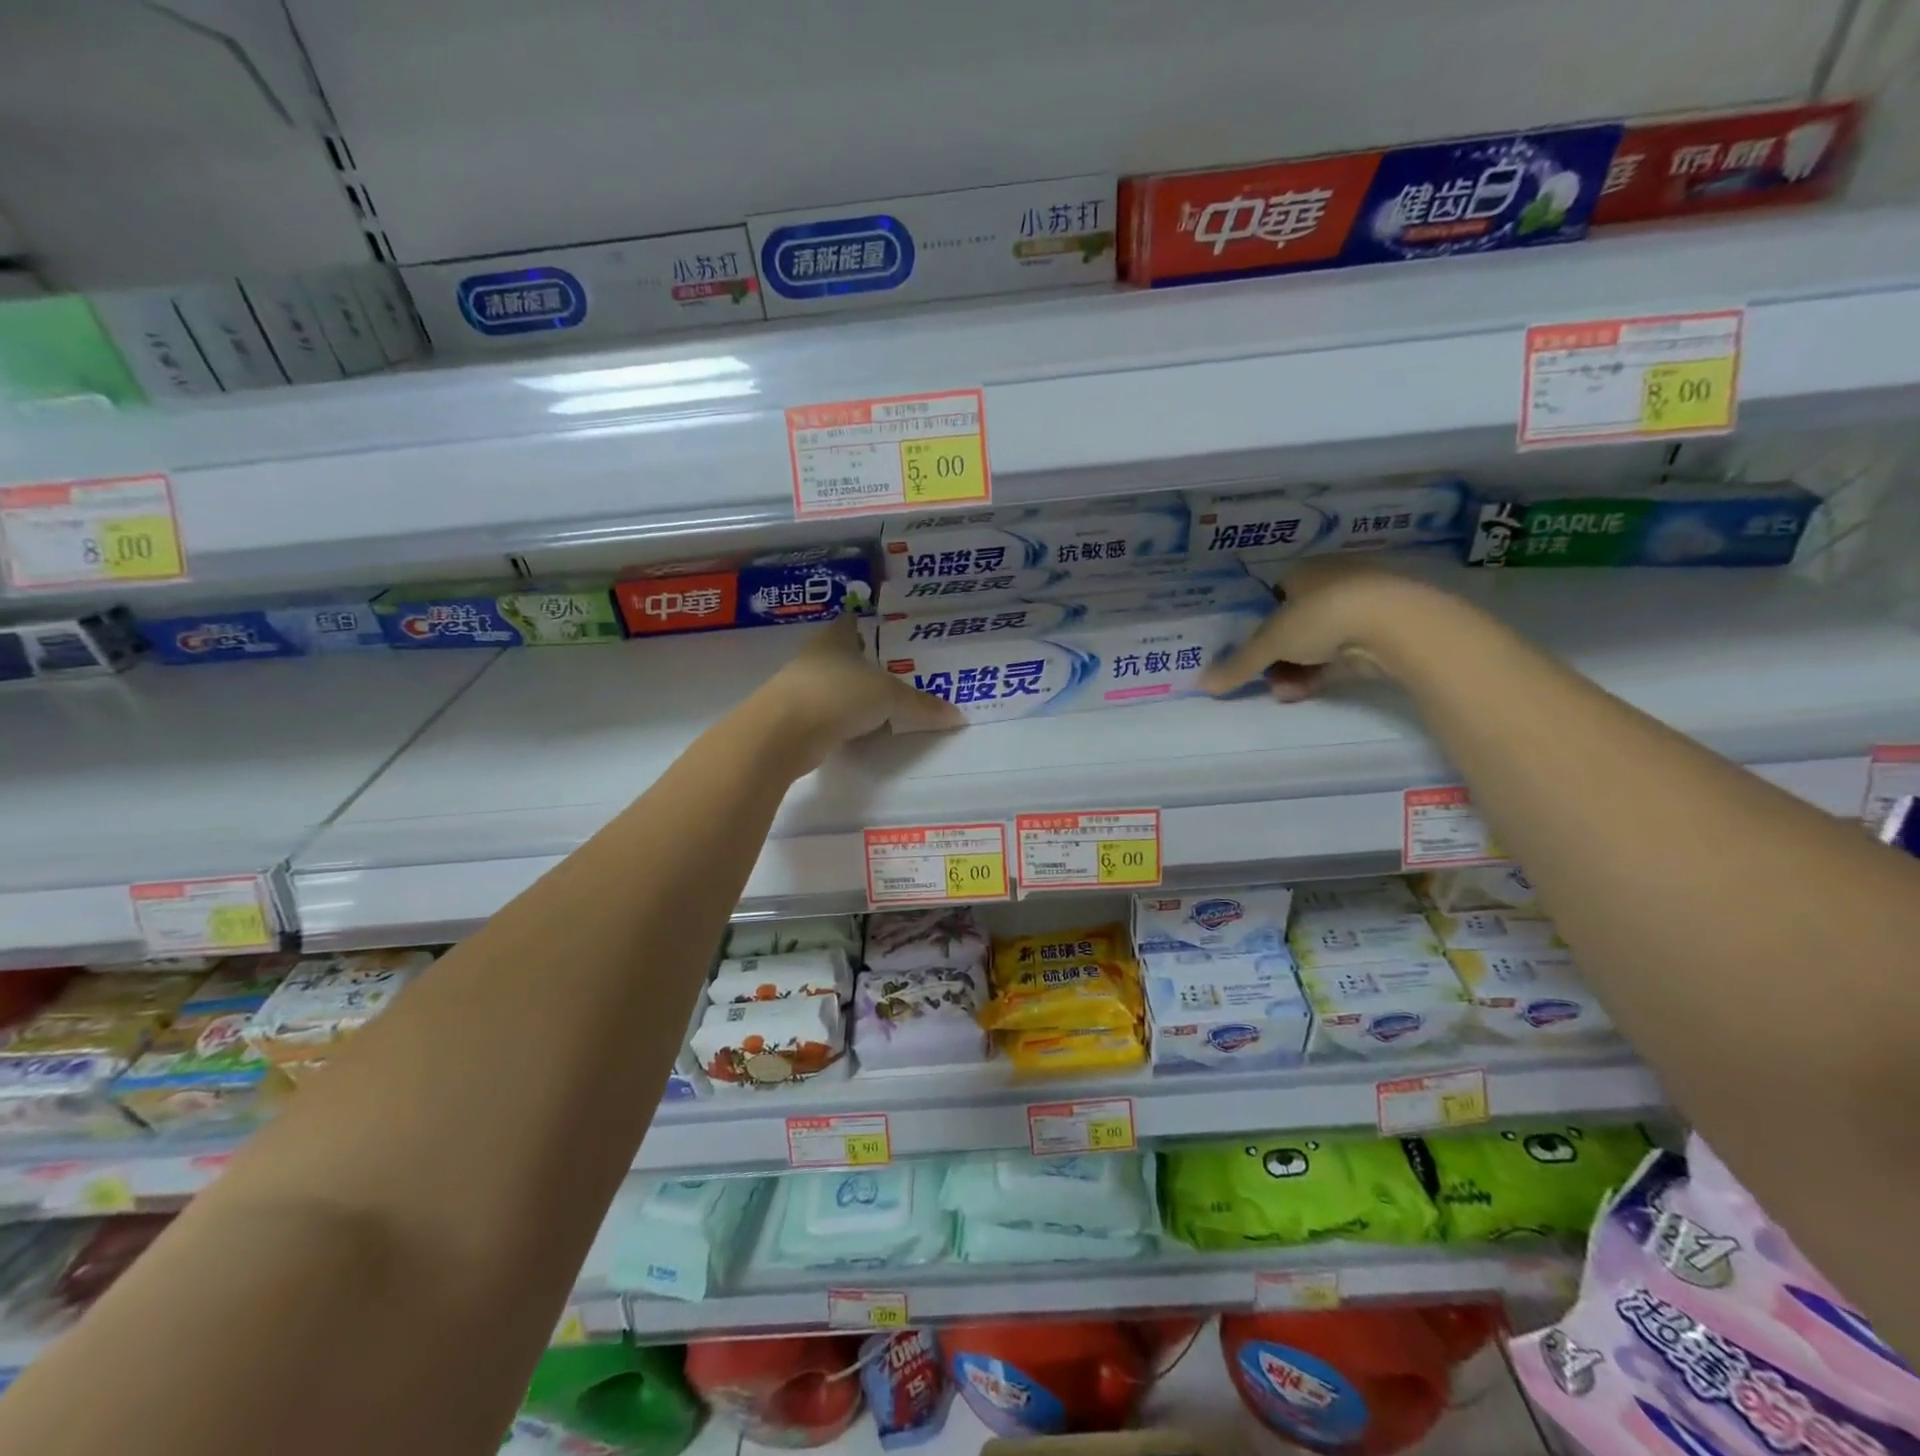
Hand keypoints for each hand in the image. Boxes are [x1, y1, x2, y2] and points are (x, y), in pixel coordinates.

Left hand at [759, 615, 963, 768]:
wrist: (784, 733)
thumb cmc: (838, 694)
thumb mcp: (889, 697)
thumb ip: (922, 705)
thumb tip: (958, 716)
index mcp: (836, 638)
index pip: (853, 621)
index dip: (870, 623)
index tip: (891, 630)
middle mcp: (816, 658)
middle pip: (845, 655)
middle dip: (868, 662)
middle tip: (900, 671)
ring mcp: (803, 688)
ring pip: (836, 685)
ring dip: (855, 693)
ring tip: (886, 702)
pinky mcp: (798, 718)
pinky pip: (830, 714)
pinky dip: (845, 720)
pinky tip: (862, 729)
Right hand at [1199, 558, 1439, 701]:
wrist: (1395, 625)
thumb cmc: (1323, 616)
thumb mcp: (1270, 642)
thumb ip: (1238, 664)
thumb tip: (1202, 684)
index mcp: (1305, 571)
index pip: (1274, 596)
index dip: (1260, 625)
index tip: (1250, 651)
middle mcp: (1333, 584)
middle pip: (1294, 625)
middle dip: (1276, 656)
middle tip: (1263, 678)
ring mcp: (1361, 609)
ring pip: (1317, 644)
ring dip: (1294, 670)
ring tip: (1282, 692)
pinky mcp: (1380, 635)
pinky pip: (1339, 658)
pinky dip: (1319, 675)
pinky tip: (1302, 692)